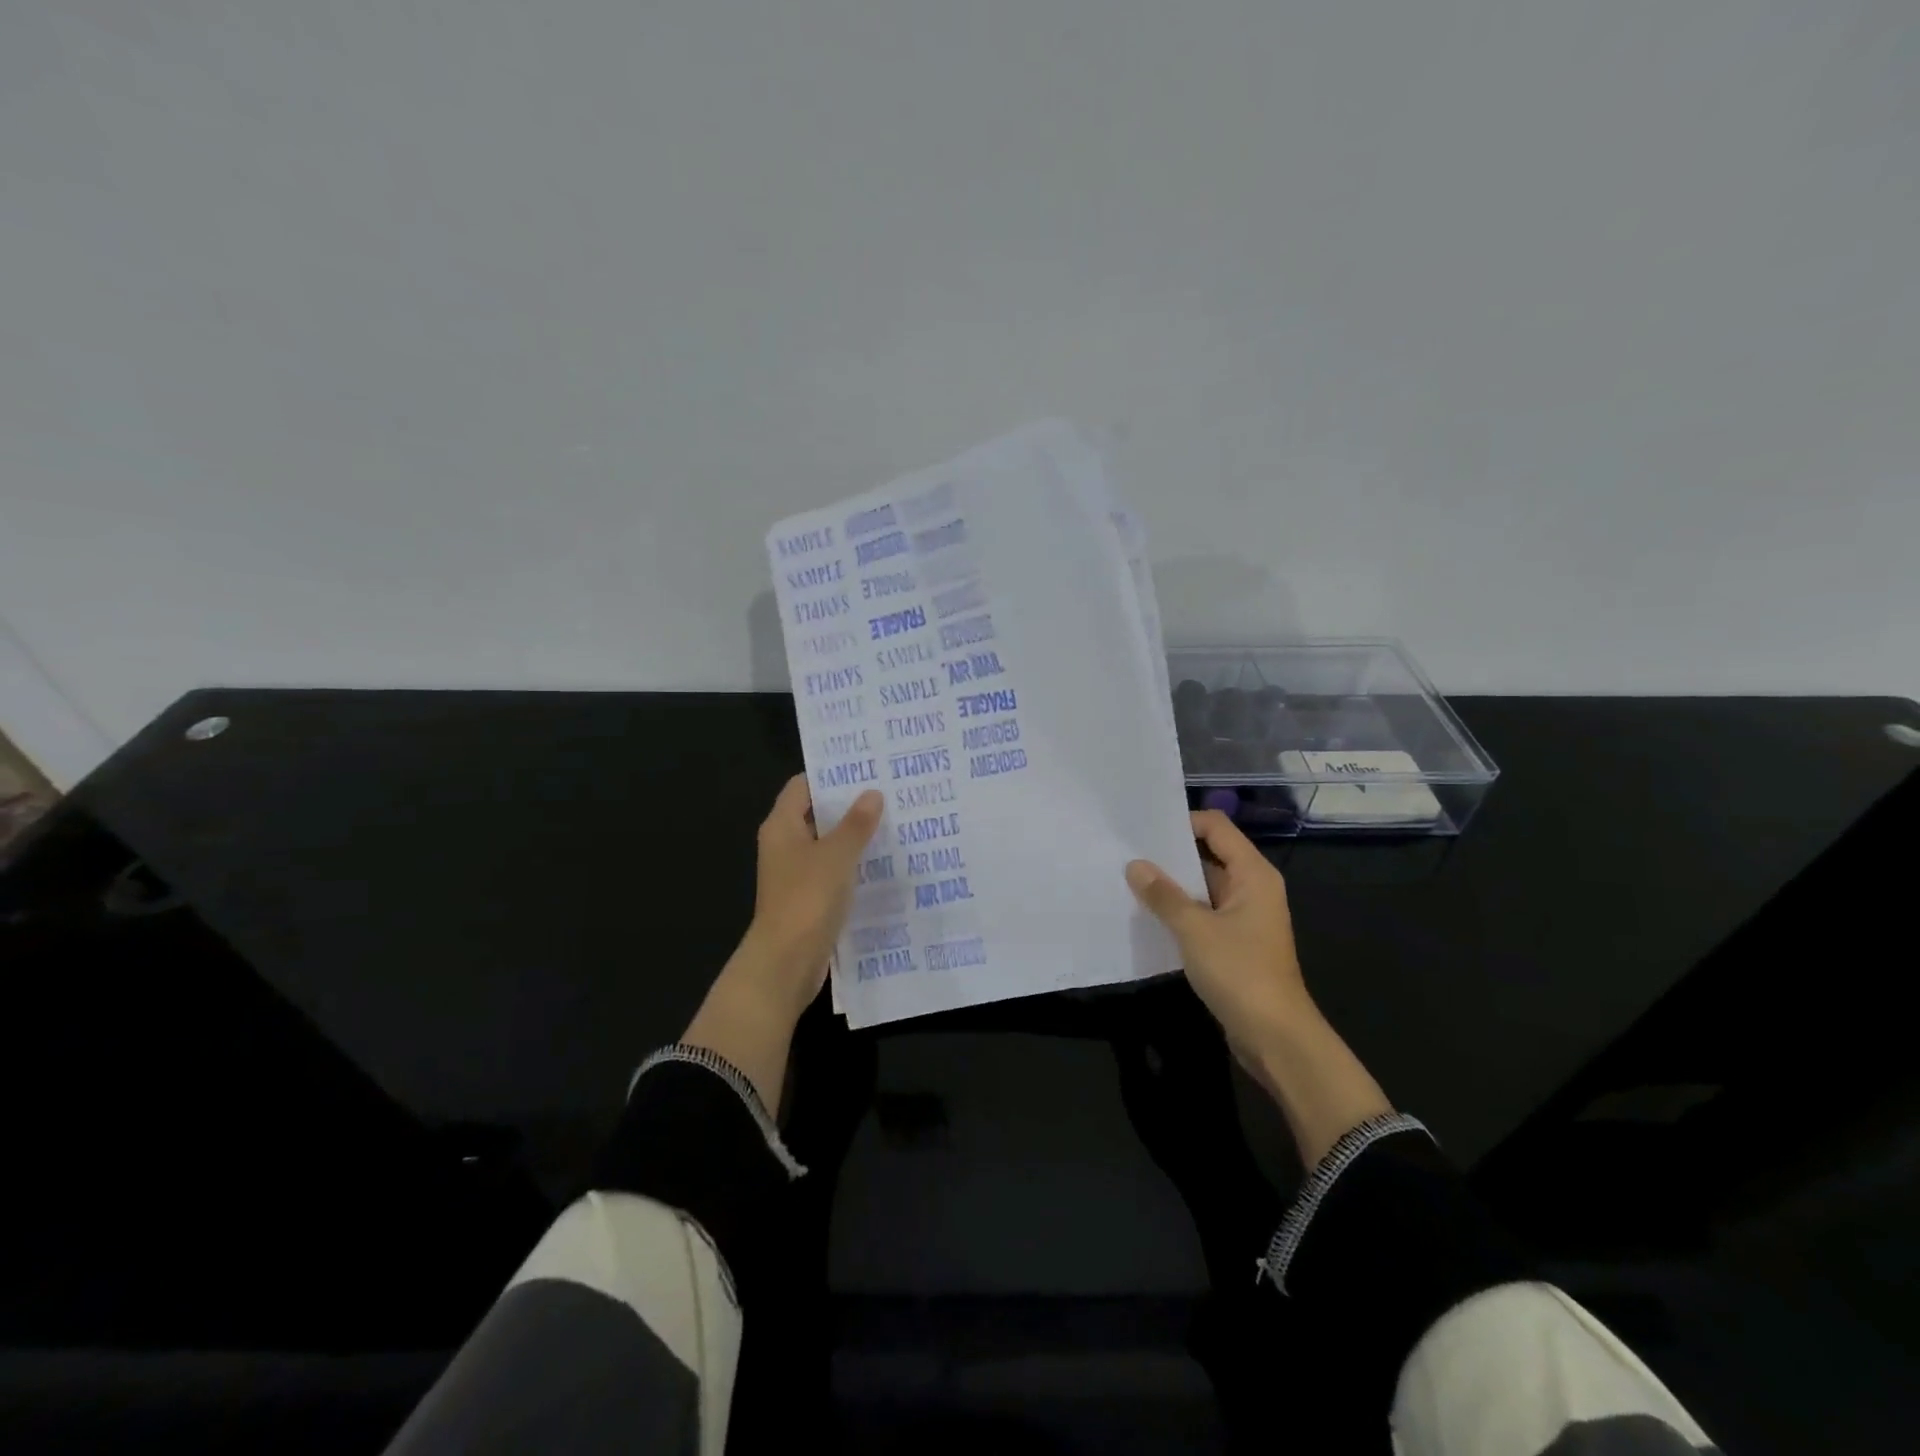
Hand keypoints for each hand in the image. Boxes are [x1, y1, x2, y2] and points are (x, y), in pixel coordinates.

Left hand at [741, 775, 884, 1014]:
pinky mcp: (808, 898)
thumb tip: (872, 793)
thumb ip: (856, 824)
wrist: (786, 962)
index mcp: (781, 826)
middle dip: (849, 805)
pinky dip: (853, 865)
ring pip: (827, 845)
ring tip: (894, 822)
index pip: (802, 786)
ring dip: (854, 836)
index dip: (830, 774)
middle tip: (889, 792)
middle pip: (816, 814)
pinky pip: (833, 872)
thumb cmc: (807, 898)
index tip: (865, 767)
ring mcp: (795, 874)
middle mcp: (784, 845)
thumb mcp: (836, 855)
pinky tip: (884, 863)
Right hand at [1125, 809, 1312, 1056]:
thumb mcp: (1195, 930)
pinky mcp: (1235, 943)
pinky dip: (1179, 910)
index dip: (1183, 822)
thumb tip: (1135, 865)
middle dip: (1171, 854)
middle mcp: (1252, 888)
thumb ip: (1164, 896)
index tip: (1144, 829)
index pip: (1216, 827)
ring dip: (1172, 885)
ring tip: (1130, 879)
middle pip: (1210, 854)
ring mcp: (1244, 917)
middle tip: (1128, 850)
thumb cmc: (1240, 973)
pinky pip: (1203, 913)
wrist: (1276, 1037)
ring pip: (1203, 887)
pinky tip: (1147, 914)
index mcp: (1253, 874)